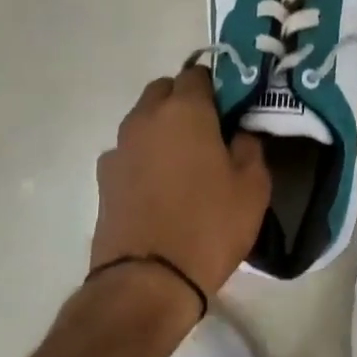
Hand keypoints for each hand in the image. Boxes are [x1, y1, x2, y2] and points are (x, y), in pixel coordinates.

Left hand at [90, 67, 270, 296]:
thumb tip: (239, 133)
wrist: (148, 282)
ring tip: (185, 162)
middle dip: (185, 101)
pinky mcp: (103, 178)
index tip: (232, 109)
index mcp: (185, 110)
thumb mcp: (253, 187)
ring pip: (144, 120)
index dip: (217, 87)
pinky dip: (144, 157)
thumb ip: (250, 147)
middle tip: (210, 131)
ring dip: (163, 129)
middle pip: (164, 91)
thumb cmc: (209, 226)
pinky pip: (129, 152)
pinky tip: (160, 187)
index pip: (198, 74)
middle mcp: (146, 118)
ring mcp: (119, 148)